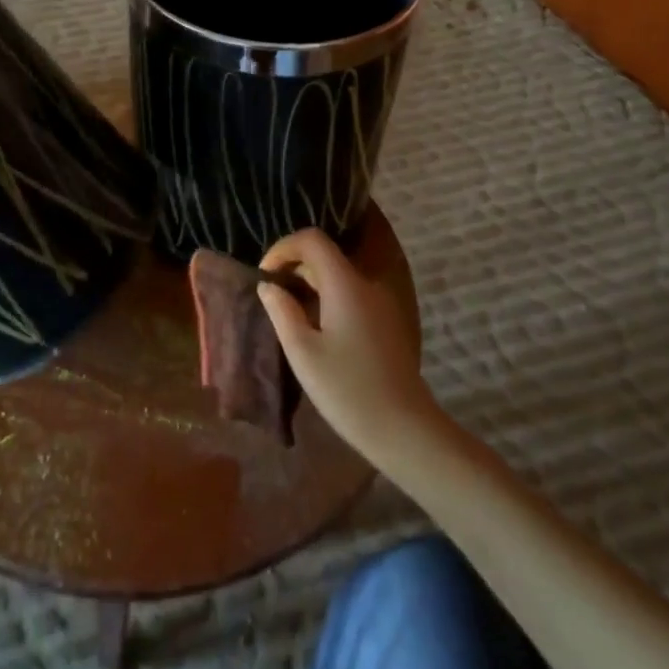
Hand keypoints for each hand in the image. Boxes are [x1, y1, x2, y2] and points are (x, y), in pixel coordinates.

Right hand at [256, 229, 442, 466]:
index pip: (312, 240)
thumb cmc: (347, 389)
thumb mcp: (302, 352)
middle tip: (271, 298)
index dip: (283, 248)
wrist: (404, 428)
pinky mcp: (386, 321)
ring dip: (310, 285)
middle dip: (294, 268)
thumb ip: (281, 311)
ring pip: (338, 276)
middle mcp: (367, 284)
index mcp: (345, 284)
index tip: (265, 276)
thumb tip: (268, 285)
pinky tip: (315, 330)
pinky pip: (351, 295)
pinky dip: (327, 299)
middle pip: (326, 256)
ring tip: (288, 315)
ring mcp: (381, 303)